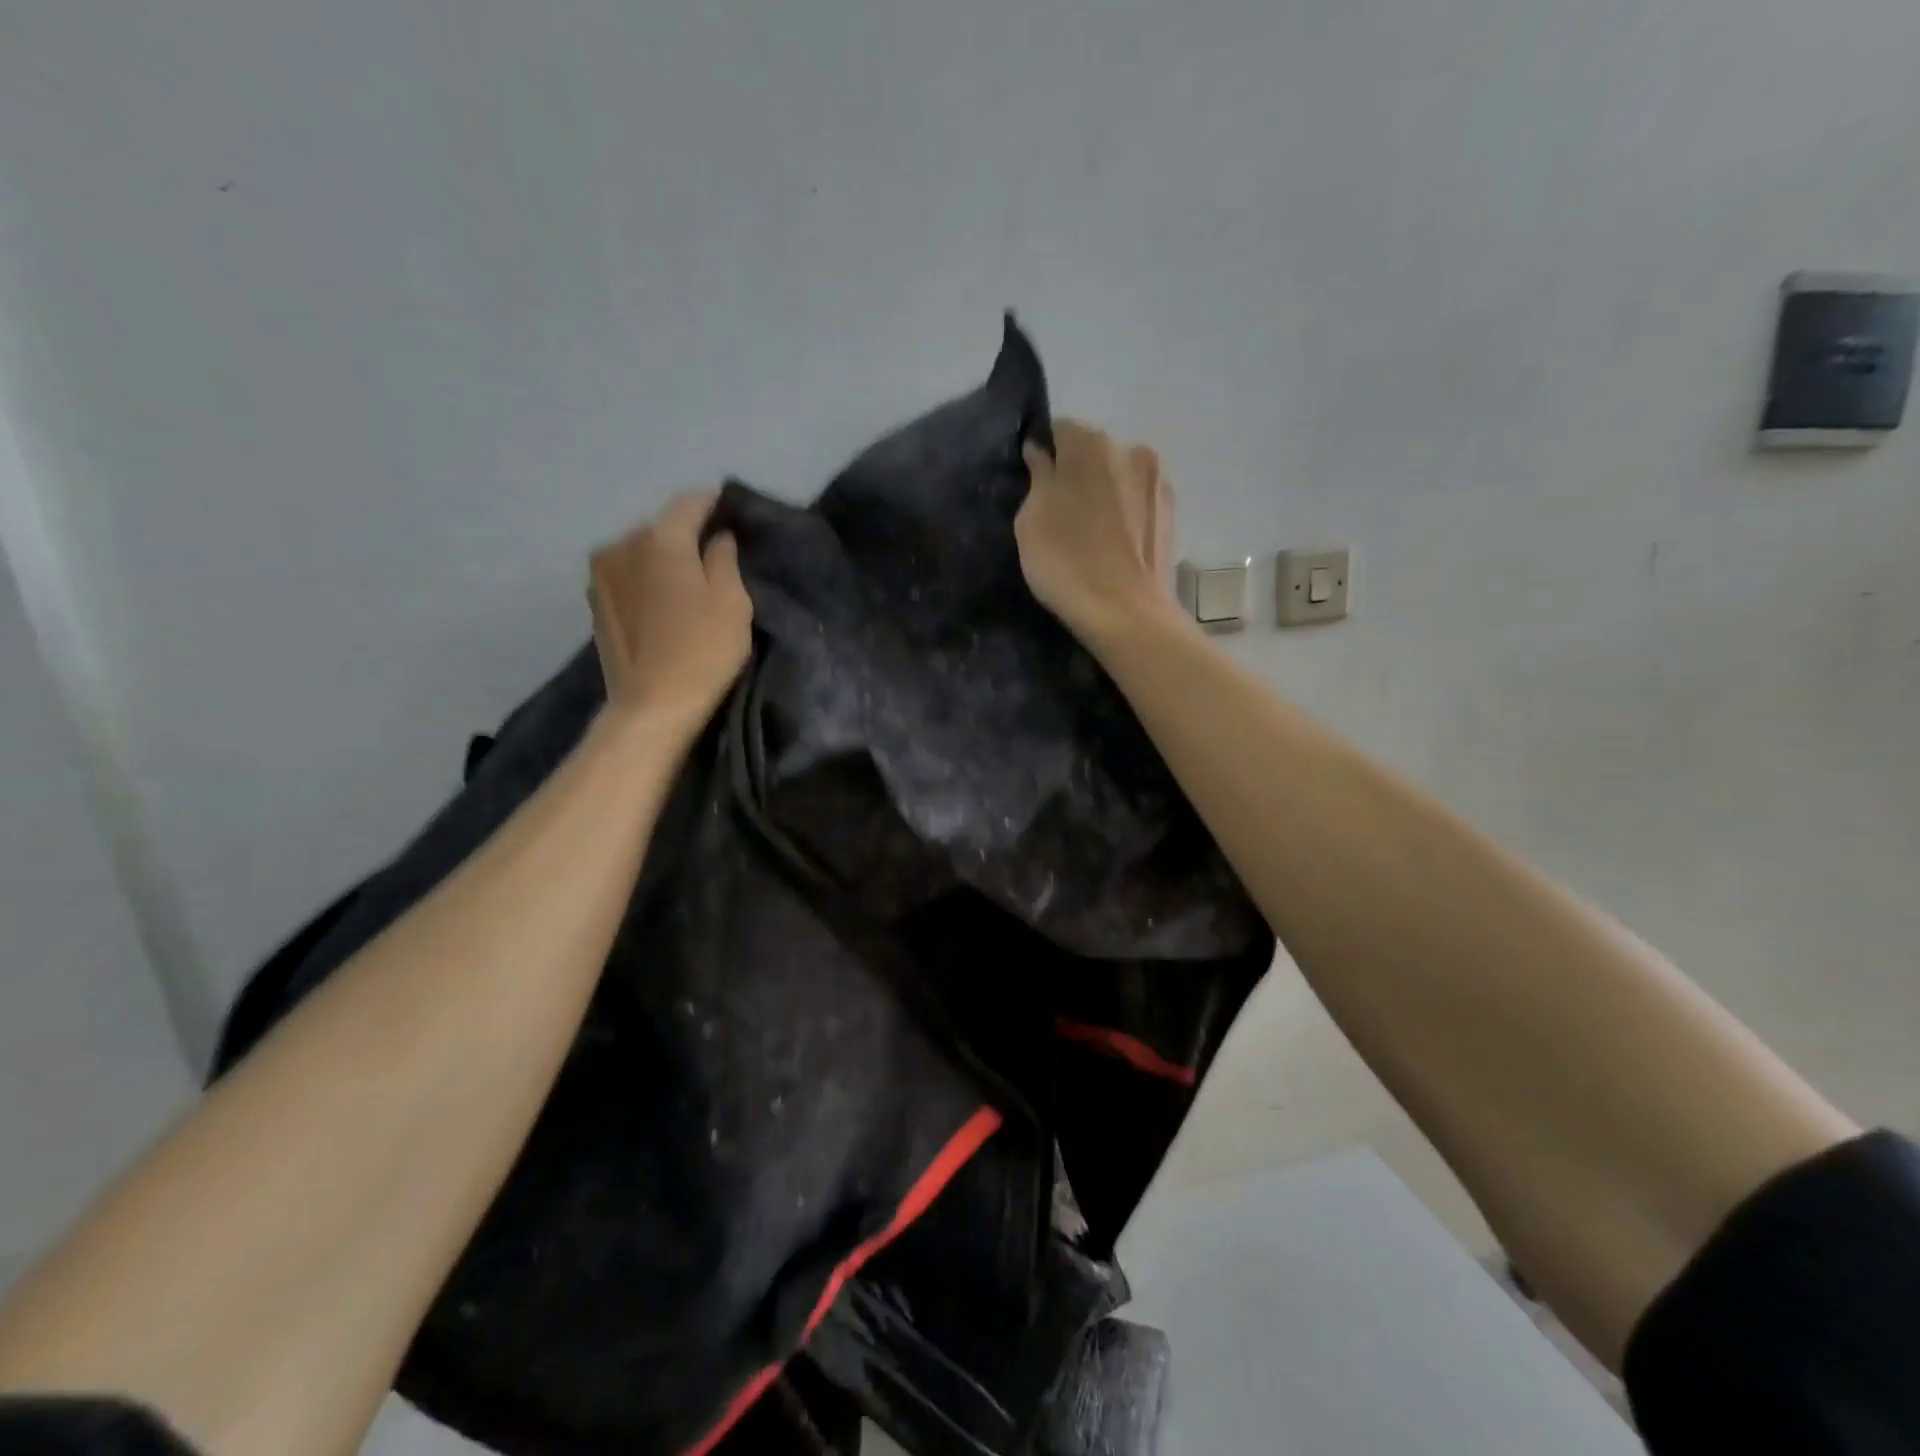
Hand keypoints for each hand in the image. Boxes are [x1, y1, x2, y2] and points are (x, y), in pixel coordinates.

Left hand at [588, 492, 752, 727]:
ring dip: (662, 559)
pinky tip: (663, 604)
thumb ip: (724, 560)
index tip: (732, 512)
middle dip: (687, 535)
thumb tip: (718, 538)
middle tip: (713, 555)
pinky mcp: (595, 604)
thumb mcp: (732, 602)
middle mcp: (622, 544)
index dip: (714, 503)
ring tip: (687, 582)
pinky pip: (627, 576)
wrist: (652, 706)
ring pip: (640, 551)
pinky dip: (645, 580)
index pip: (690, 502)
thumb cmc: (703, 650)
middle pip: (662, 527)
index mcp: (660, 538)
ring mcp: (602, 574)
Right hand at [1016, 420, 1176, 641]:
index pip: (1058, 431)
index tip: (1034, 485)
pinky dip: (1124, 512)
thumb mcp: (1031, 521)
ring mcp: (1157, 480)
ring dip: (1103, 492)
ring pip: (1118, 475)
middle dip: (1075, 472)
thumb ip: (1037, 478)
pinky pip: (1137, 500)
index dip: (1043, 456)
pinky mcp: (1171, 511)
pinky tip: (1114, 543)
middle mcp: (1130, 449)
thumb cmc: (1067, 565)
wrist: (1127, 614)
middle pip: (1092, 451)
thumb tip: (1041, 455)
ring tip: (1090, 532)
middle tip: (1060, 512)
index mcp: (1090, 444)